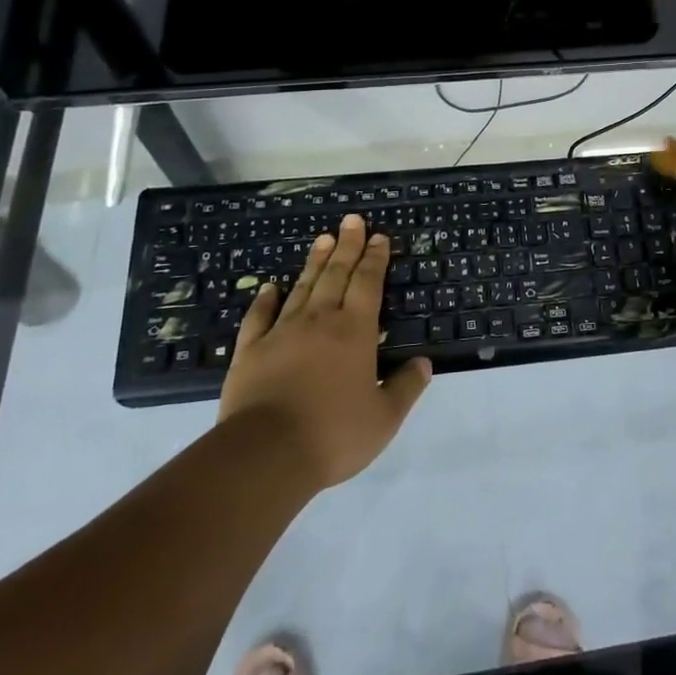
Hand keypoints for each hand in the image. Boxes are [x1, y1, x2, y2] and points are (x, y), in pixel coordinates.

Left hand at [217, 214, 431, 487]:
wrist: (265, 454)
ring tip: (322, 239)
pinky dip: (265, 299)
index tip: (379, 237)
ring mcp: (281, 333)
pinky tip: (270, 287)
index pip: (368, 284)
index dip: (375, 259)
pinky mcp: (250, 351)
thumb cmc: (333, 434)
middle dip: (347, 246)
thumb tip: (425, 363)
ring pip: (302, 288)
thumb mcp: (384, 418)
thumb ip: (406, 388)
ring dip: (314, 262)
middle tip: (351, 221)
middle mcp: (320, 321)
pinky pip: (259, 317)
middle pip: (336, 275)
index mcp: (355, 331)